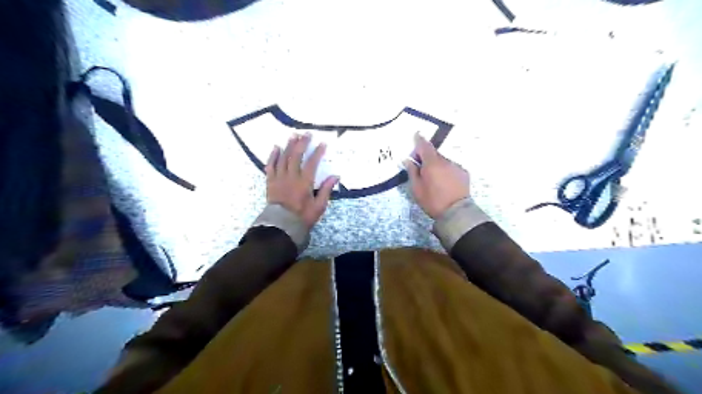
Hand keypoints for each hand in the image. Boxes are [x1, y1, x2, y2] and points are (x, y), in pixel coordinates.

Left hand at [265, 134, 338, 229]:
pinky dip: (273, 156)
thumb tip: (335, 176)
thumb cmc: (302, 216)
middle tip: (307, 133)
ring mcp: (279, 178)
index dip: (317, 152)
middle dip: (302, 143)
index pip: (312, 163)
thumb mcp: (319, 206)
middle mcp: (291, 177)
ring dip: (288, 145)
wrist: (282, 225)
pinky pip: (270, 165)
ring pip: (283, 158)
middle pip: (296, 156)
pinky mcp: (270, 181)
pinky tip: (276, 147)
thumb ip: (326, 190)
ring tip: (293, 135)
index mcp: (304, 182)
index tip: (322, 143)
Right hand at [404, 133, 467, 218]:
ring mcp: (456, 166)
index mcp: (432, 163)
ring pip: (443, 161)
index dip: (419, 140)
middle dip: (426, 156)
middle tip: (420, 165)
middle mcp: (445, 161)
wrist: (456, 212)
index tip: (416, 135)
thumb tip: (408, 160)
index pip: (424, 146)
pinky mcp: (464, 173)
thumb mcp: (416, 188)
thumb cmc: (432, 201)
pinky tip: (444, 181)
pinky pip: (451, 167)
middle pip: (434, 153)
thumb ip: (412, 172)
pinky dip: (446, 170)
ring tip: (433, 177)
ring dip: (437, 164)